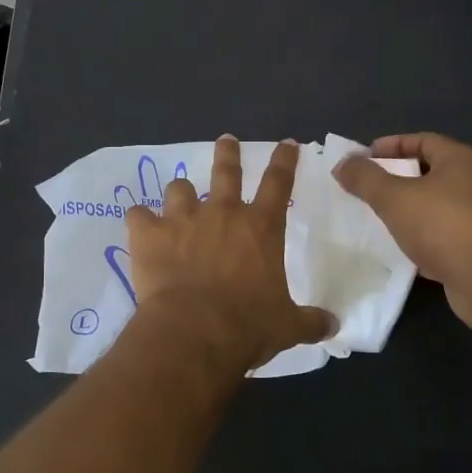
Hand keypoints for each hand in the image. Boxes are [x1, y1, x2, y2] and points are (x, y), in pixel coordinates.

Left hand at [125, 137, 335, 371]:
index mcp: (261, 228)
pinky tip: (140, 227)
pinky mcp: (149, 234)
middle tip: (227, 140)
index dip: (284, 161)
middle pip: (226, 171)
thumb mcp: (288, 325)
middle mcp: (222, 214)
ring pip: (179, 188)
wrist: (195, 332)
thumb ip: (310, 321)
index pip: (278, 183)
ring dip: (180, 193)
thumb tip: (333, 326)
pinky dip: (140, 220)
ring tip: (179, 198)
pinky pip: (138, 215)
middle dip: (228, 153)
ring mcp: (183, 220)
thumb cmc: (248, 325)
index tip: (286, 144)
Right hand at [334, 133, 471, 331]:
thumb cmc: (442, 225)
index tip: (365, 157)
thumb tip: (343, 163)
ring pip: (435, 204)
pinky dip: (420, 235)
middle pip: (430, 172)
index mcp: (459, 160)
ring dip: (408, 208)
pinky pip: (442, 233)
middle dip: (397, 177)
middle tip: (368, 187)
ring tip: (379, 216)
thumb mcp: (394, 197)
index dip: (392, 145)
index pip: (423, 140)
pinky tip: (400, 247)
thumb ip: (366, 178)